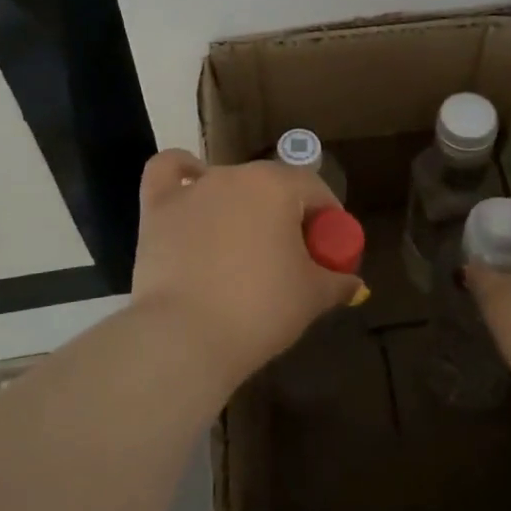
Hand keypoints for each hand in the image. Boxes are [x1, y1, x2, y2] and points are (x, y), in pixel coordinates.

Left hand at [130, 149, 361, 387]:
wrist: (184, 338)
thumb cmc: (259, 309)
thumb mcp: (312, 297)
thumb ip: (337, 282)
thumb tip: (353, 283)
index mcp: (278, 185)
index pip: (314, 189)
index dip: (327, 219)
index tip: (328, 251)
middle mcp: (235, 174)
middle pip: (272, 186)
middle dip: (287, 215)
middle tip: (291, 258)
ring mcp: (193, 189)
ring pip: (228, 185)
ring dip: (242, 207)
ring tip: (243, 248)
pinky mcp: (157, 207)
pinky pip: (169, 172)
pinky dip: (182, 173)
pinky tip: (190, 188)